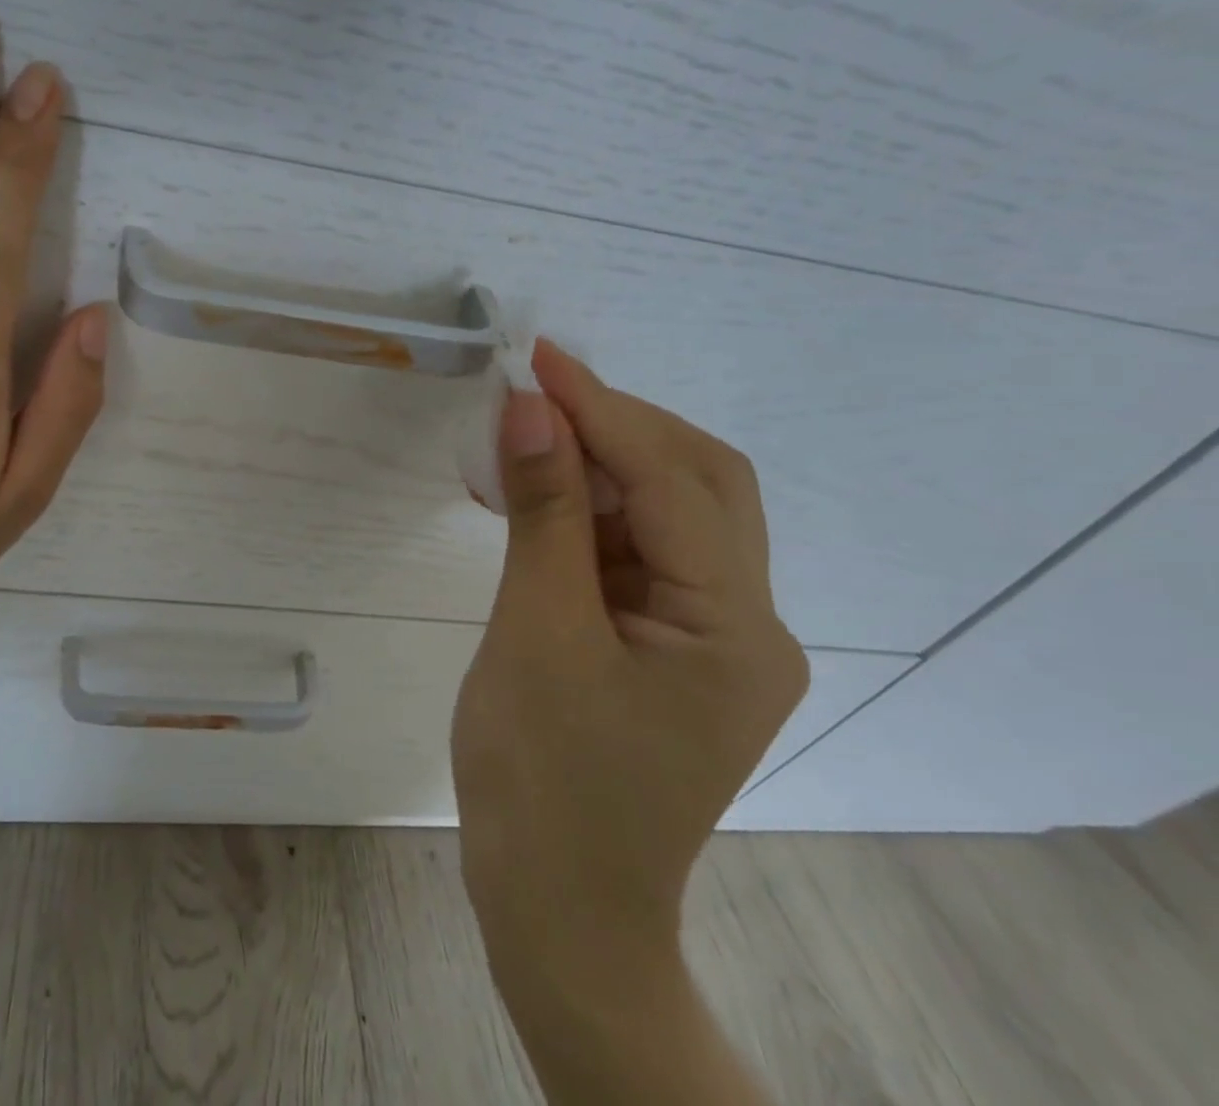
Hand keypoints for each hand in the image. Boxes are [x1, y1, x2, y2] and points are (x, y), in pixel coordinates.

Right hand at [451, 340, 807, 1010]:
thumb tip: (532, 409)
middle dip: (616, 425)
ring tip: (521, 437)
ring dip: (595, 465)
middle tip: (535, 391)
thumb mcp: (537, 633)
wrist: (557, 909)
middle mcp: (747, 622)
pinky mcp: (670, 644)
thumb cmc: (543, 780)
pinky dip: (584, 513)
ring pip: (665, 512)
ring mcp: (711, 635)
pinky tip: (531, 498)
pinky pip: (634, 551)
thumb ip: (544, 514)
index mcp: (735, 628)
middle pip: (697, 483)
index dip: (602, 410)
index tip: (536, 359)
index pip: (672, 482)